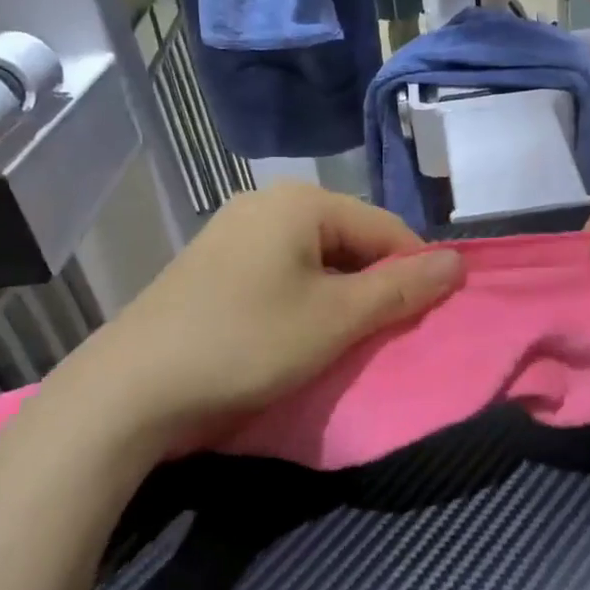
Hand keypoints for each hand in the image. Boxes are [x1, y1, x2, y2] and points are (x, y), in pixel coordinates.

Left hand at [37, 184, 461, 456]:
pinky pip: (282, 272)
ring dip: (341, 296)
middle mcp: (267, 203)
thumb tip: (457, 263)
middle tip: (385, 335)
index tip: (428, 318)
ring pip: (316, 258)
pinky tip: (299, 332)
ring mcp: (234, 232)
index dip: (416, 271)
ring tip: (346, 338)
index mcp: (301, 202)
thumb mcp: (336, 319)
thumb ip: (401, 289)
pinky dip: (305, 299)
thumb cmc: (247, 343)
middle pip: (350, 239)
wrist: (132, 388)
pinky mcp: (214, 264)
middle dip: (375, 285)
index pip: (386, 227)